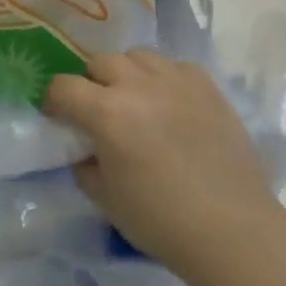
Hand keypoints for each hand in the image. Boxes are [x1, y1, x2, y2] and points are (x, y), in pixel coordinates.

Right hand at [44, 50, 281, 280]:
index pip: (63, 86)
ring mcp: (176, 80)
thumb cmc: (160, 220)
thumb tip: (85, 149)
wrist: (232, 228)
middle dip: (91, 83)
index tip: (58, 118)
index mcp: (106, 112)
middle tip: (99, 111)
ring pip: (138, 56)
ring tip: (136, 101)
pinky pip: (174, 66)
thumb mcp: (104, 198)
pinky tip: (171, 104)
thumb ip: (84, 165)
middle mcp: (138, 85)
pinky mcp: (207, 86)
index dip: (53, 101)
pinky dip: (164, 78)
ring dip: (128, 74)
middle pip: (100, 62)